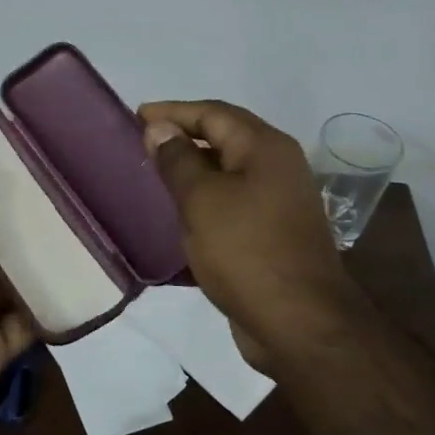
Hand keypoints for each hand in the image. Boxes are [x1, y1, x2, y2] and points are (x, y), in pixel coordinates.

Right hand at [139, 100, 363, 367]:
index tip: (136, 116)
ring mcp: (279, 202)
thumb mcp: (202, 200)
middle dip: (184, 137)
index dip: (173, 112)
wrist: (298, 322)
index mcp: (265, 148)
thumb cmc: (246, 251)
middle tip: (143, 144)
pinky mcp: (272, 234)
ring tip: (155, 176)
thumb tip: (160, 128)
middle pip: (225, 138)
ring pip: (228, 173)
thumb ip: (178, 160)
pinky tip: (180, 216)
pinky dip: (205, 202)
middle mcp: (277, 167)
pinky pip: (232, 204)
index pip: (213, 113)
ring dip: (193, 171)